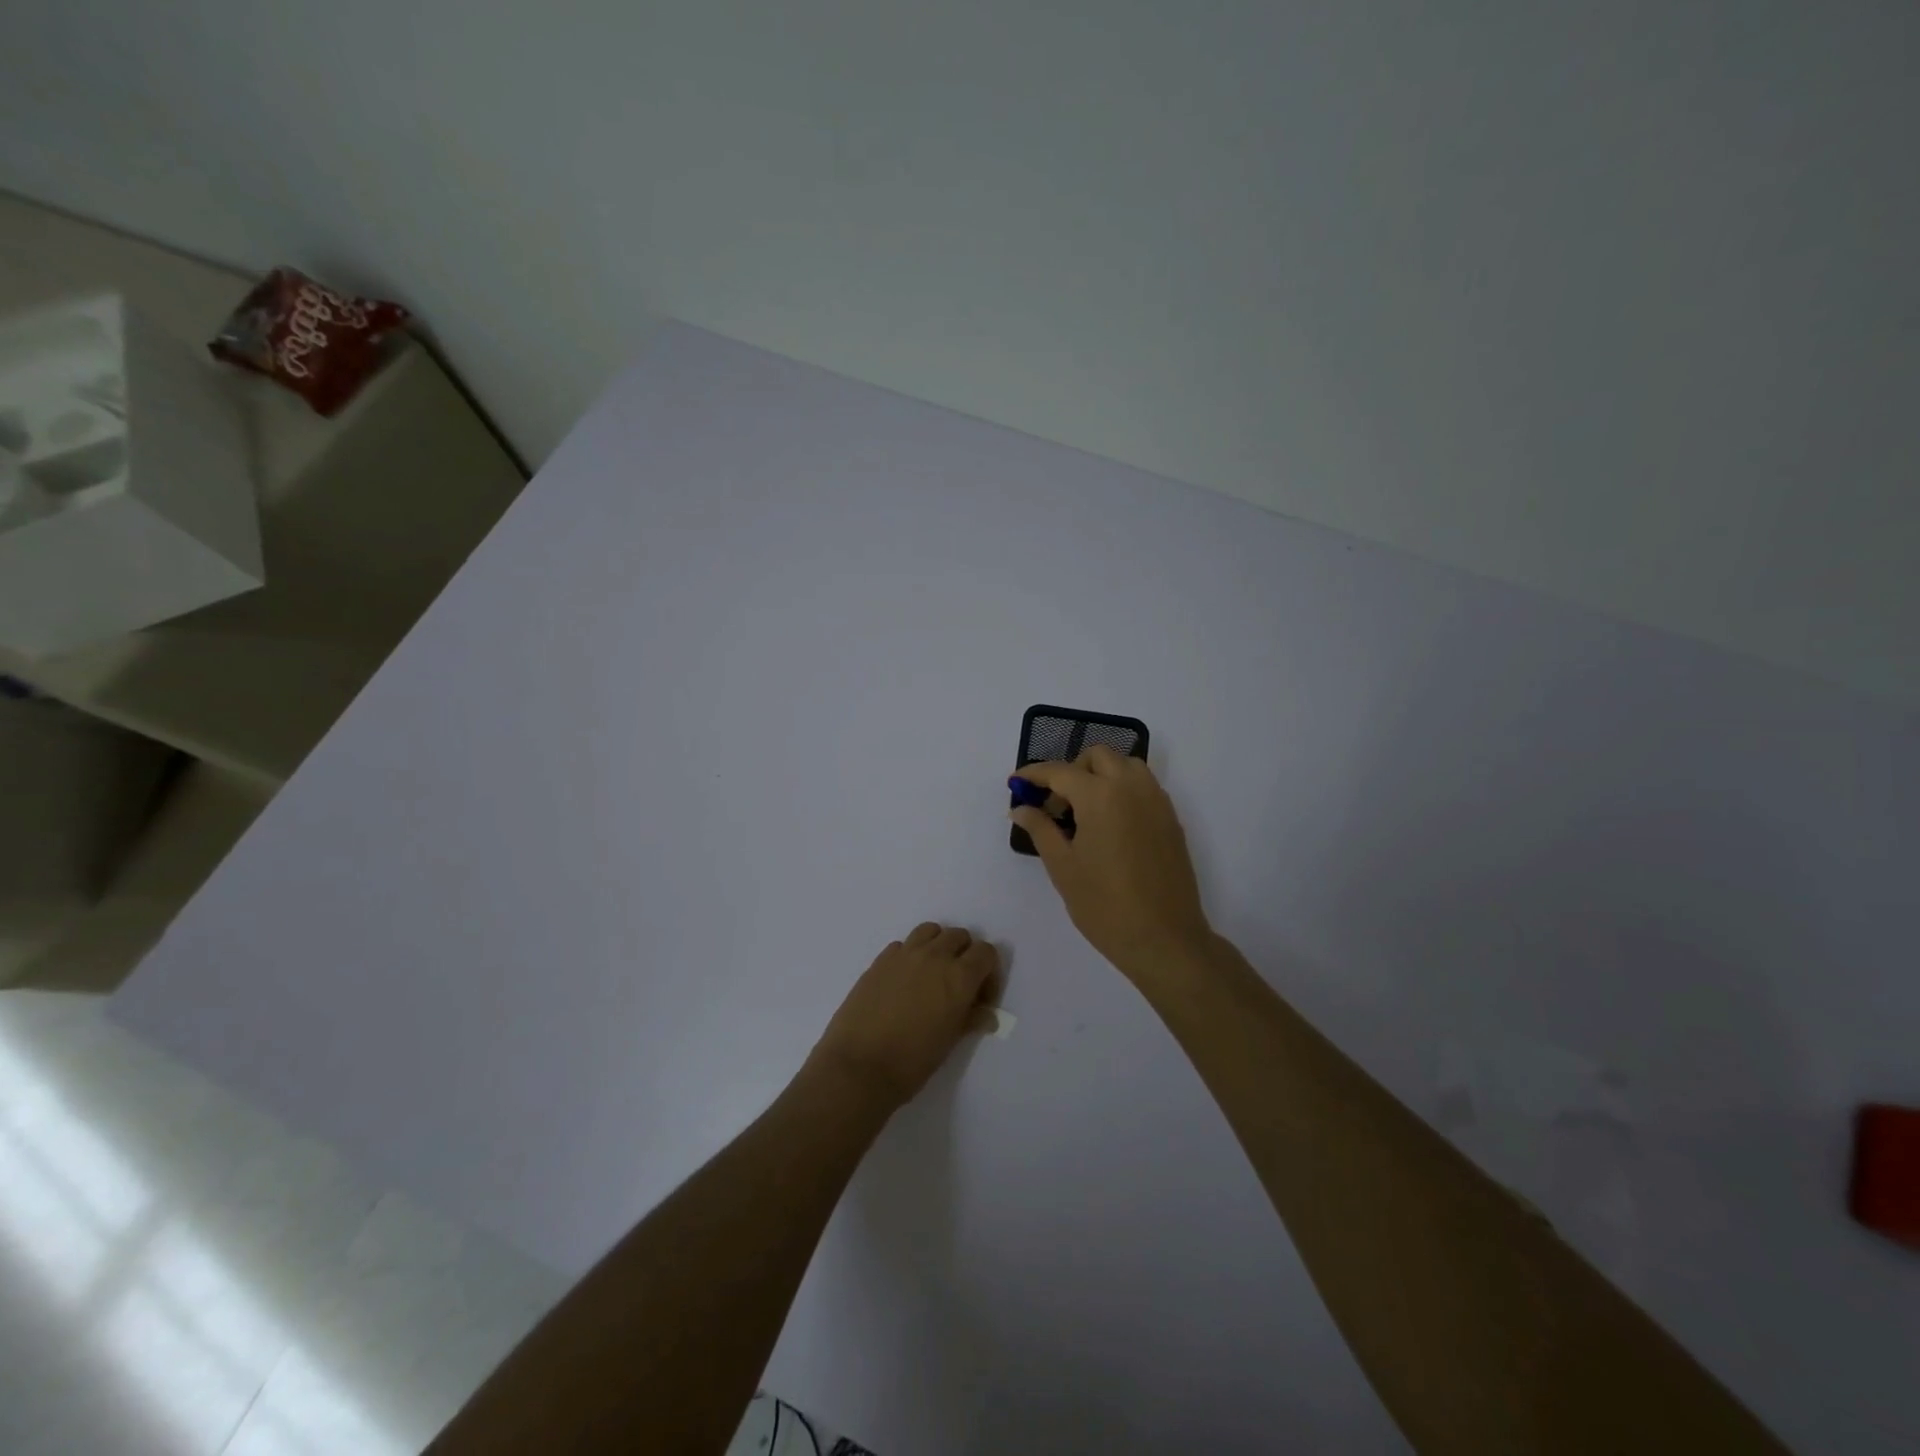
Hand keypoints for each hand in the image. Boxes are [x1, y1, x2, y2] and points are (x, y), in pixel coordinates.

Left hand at [809, 923, 1001, 1109]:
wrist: (859, 1066)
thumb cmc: (912, 1061)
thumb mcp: (949, 1042)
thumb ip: (970, 1019)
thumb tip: (986, 1015)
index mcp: (959, 976)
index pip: (986, 952)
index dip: (989, 973)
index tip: (981, 998)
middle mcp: (934, 956)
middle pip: (959, 936)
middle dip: (965, 956)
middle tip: (958, 986)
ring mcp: (904, 954)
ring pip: (931, 931)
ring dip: (938, 946)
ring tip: (932, 975)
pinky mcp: (879, 960)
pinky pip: (903, 945)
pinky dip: (910, 955)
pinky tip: (904, 982)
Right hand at [1010, 747, 1213, 983]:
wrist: (1164, 939)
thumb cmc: (1104, 906)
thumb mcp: (1063, 867)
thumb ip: (1040, 829)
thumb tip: (1021, 807)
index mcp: (1101, 796)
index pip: (1060, 771)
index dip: (1033, 774)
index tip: (1016, 782)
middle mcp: (1132, 787)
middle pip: (1098, 756)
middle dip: (1071, 769)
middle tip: (1055, 803)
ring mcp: (1157, 801)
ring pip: (1126, 765)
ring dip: (1100, 774)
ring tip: (1083, 811)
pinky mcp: (1171, 819)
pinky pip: (1143, 786)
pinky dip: (1121, 789)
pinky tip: (1108, 824)